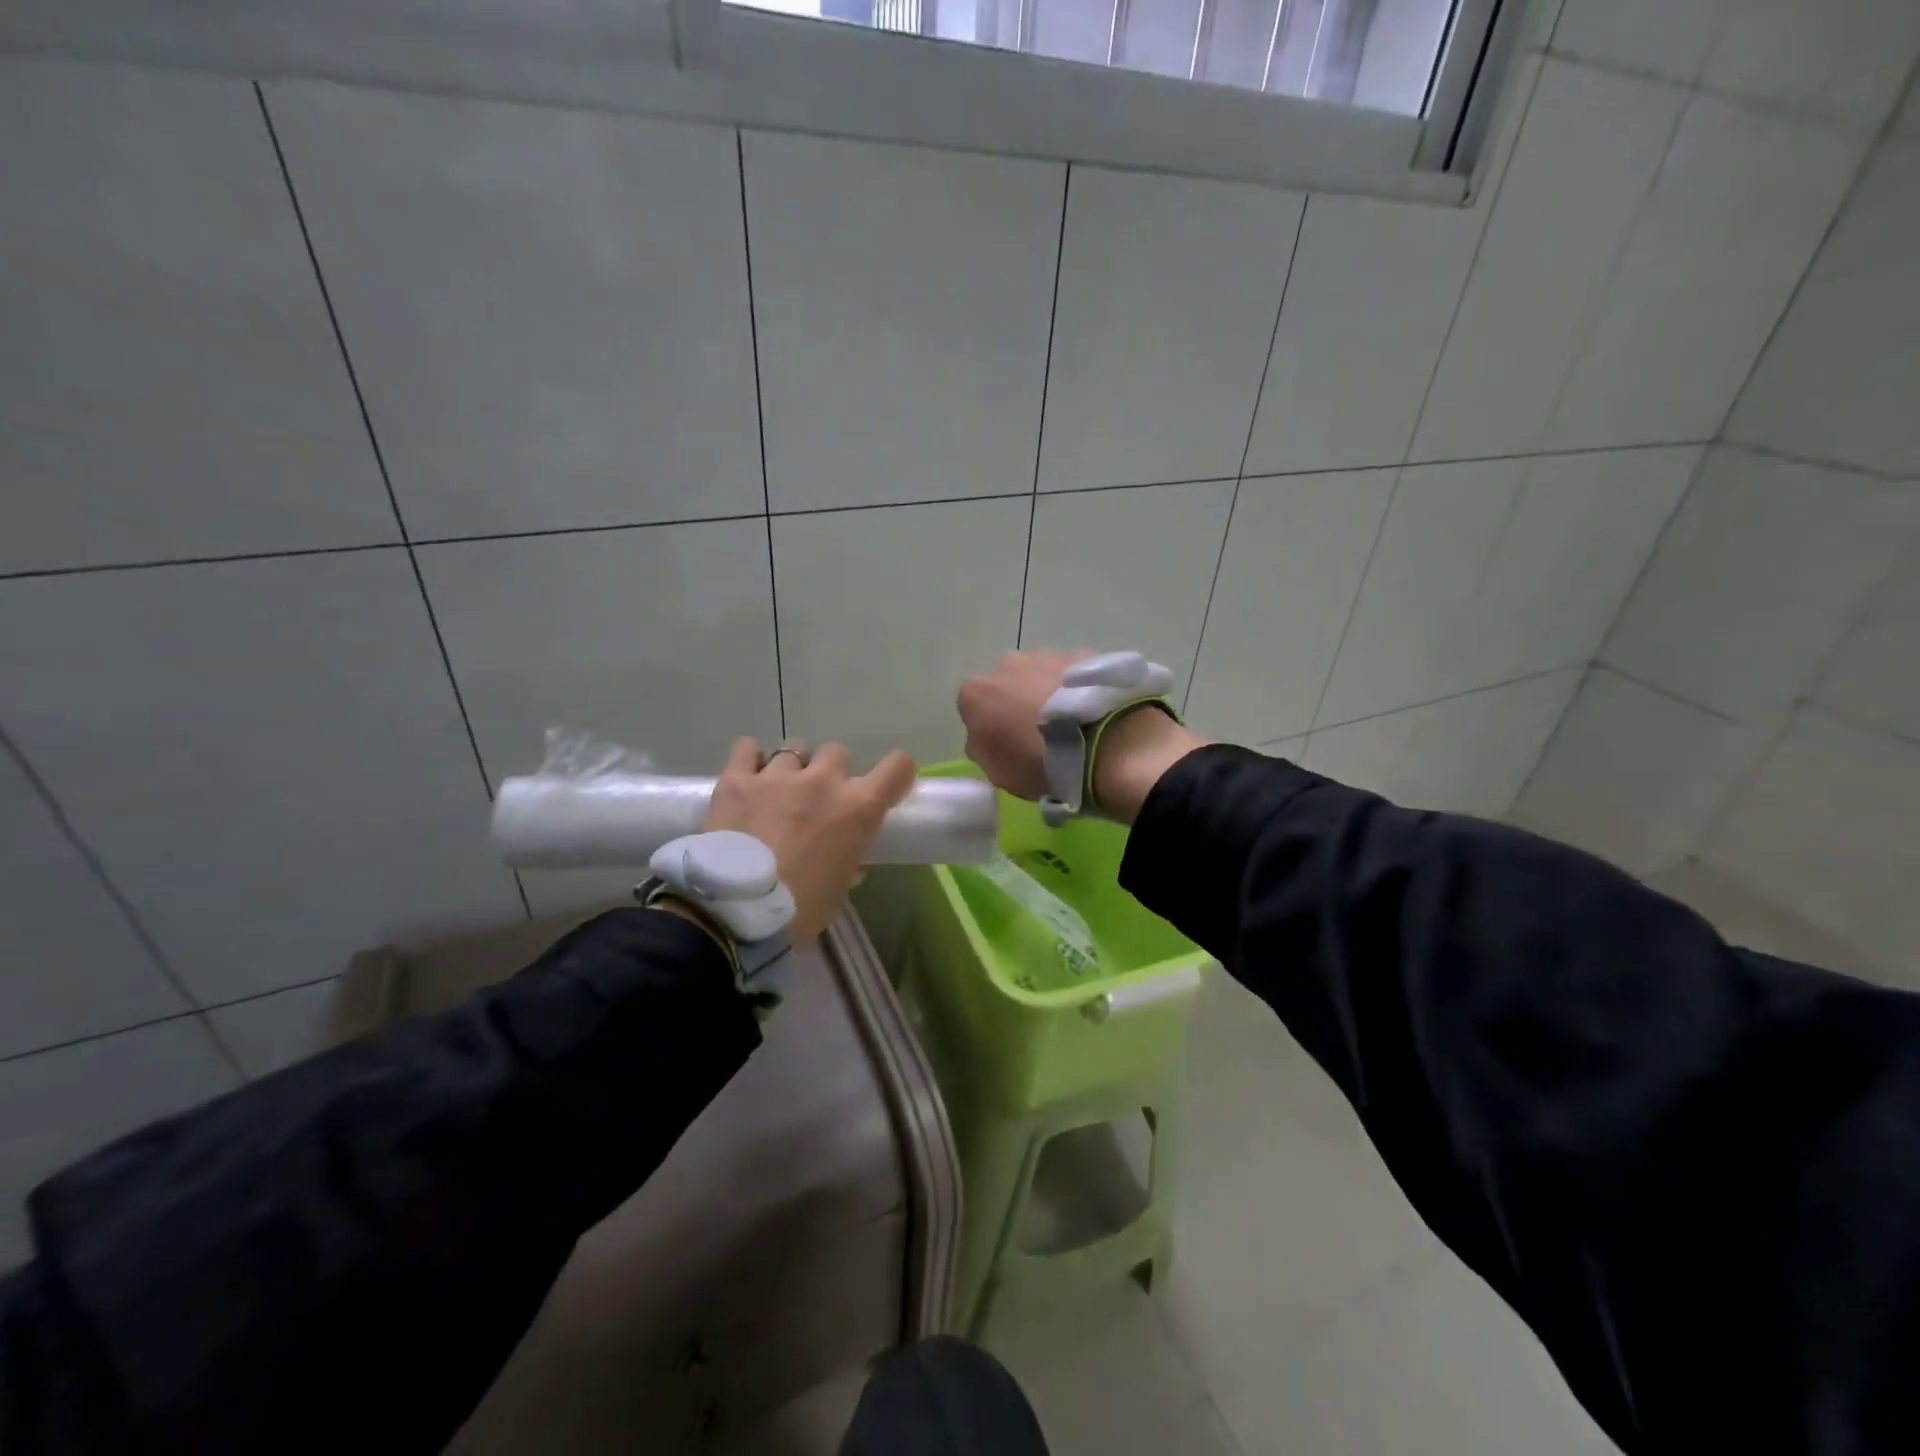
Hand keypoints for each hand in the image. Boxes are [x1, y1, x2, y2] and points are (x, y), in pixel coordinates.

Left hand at [701, 738, 916, 941]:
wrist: (736, 911)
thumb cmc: (799, 910)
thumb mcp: (837, 891)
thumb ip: (847, 865)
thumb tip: (849, 862)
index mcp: (857, 809)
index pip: (896, 768)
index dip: (896, 772)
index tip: (888, 784)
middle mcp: (823, 782)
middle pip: (837, 752)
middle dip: (831, 771)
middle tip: (818, 797)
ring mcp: (777, 776)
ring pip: (794, 749)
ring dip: (793, 767)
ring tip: (778, 791)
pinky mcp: (737, 779)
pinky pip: (746, 748)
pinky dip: (750, 758)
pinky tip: (748, 776)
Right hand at [957, 651, 1206, 822]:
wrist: (1102, 743)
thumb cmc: (1039, 763)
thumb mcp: (998, 773)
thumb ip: (984, 748)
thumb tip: (987, 737)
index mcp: (976, 693)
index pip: (973, 708)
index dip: (990, 727)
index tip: (1008, 746)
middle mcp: (1006, 664)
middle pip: (1007, 683)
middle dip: (1018, 702)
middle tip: (1041, 732)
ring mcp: (1047, 655)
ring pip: (1040, 674)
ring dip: (1048, 692)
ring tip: (1072, 722)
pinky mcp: (1084, 655)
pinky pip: (1072, 674)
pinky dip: (1077, 687)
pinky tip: (1093, 711)